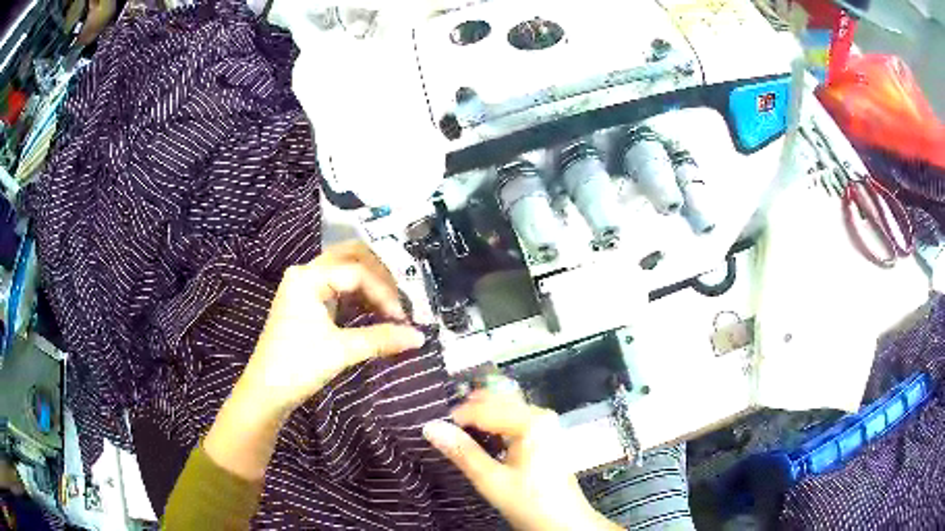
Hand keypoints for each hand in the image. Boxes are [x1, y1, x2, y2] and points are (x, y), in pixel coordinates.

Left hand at [205, 241, 424, 480]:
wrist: (267, 391)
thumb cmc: (298, 366)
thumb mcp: (341, 350)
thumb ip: (381, 339)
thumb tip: (420, 337)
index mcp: (308, 277)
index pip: (357, 272)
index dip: (384, 293)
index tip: (402, 319)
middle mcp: (305, 273)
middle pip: (350, 257)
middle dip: (379, 275)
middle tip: (399, 298)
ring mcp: (304, 287)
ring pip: (344, 270)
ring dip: (370, 283)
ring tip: (390, 305)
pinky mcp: (306, 303)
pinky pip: (337, 286)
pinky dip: (358, 294)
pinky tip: (373, 310)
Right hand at [423, 390, 620, 530]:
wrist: (563, 522)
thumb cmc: (529, 502)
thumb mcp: (491, 480)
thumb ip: (462, 452)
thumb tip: (431, 427)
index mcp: (531, 422)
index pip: (486, 408)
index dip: (458, 415)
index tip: (435, 424)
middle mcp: (541, 415)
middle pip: (499, 401)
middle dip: (471, 409)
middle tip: (444, 423)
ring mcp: (546, 424)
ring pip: (507, 408)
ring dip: (482, 414)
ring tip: (458, 427)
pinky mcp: (545, 435)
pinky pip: (515, 418)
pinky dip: (495, 422)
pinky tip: (482, 435)